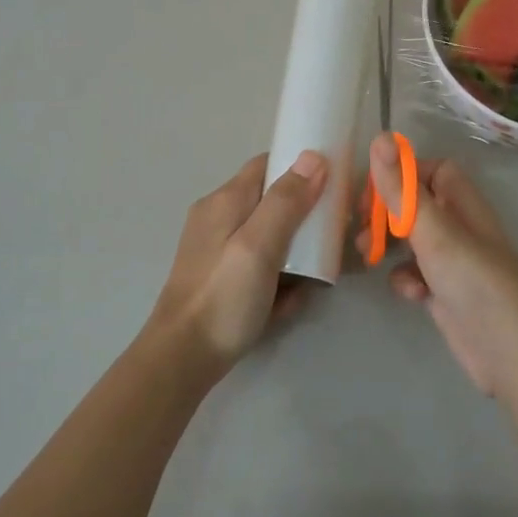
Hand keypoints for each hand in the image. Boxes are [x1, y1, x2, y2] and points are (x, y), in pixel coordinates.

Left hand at [149, 150, 328, 372]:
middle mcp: (219, 218)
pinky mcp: (222, 279)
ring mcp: (218, 250)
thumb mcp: (259, 246)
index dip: (300, 168)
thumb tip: (313, 157)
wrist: (183, 360)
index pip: (267, 164)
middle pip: (271, 202)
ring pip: (270, 238)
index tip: (334, 184)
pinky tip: (286, 302)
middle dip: (303, 219)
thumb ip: (286, 201)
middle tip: (330, 239)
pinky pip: (260, 267)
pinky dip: (278, 280)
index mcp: (225, 201)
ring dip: (295, 256)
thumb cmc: (223, 297)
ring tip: (313, 278)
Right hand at [355, 133, 517, 404]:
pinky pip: (415, 274)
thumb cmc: (475, 282)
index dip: (402, 174)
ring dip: (388, 244)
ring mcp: (452, 262)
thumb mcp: (434, 232)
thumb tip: (381, 136)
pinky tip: (410, 294)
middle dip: (386, 212)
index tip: (373, 189)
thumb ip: (403, 189)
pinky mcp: (445, 294)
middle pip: (415, 204)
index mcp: (462, 203)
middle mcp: (458, 227)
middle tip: (359, 225)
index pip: (431, 170)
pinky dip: (405, 279)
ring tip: (368, 255)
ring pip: (411, 240)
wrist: (512, 354)